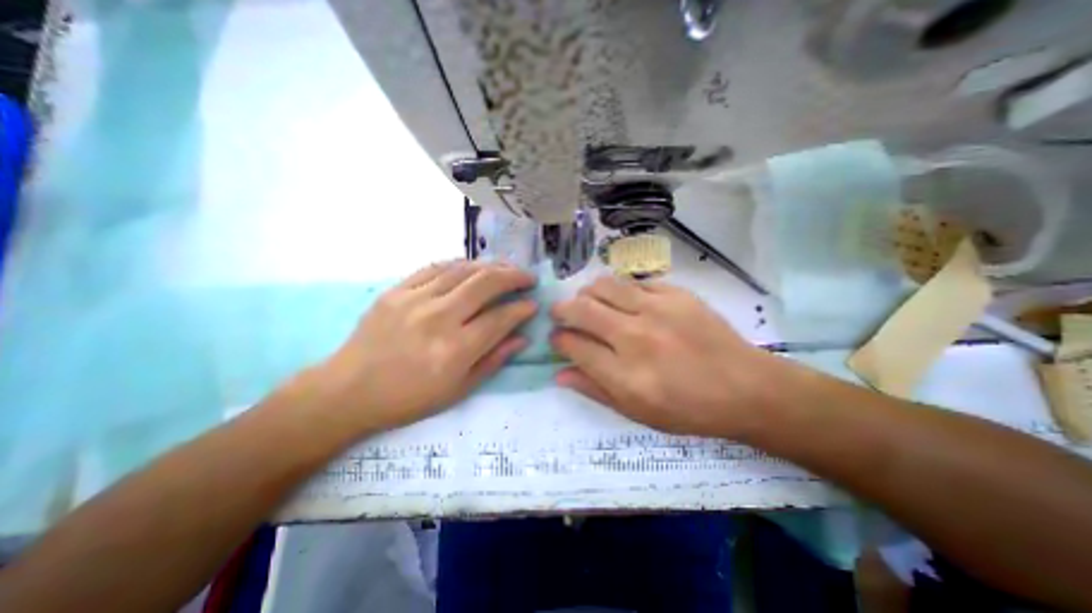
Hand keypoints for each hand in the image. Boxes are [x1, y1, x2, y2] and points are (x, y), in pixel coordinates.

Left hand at [298, 260, 536, 431]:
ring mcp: (415, 300)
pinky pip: (435, 267)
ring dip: (491, 266)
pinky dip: (460, 264)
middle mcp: (438, 319)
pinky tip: (473, 267)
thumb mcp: (458, 390)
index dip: (522, 309)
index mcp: (455, 350)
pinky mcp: (396, 290)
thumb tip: (522, 337)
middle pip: (485, 284)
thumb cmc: (408, 398)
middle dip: (514, 277)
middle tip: (527, 278)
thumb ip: (493, 360)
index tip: (533, 304)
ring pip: (463, 270)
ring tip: (506, 269)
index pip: (500, 318)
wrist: (349, 391)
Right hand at [556, 275, 775, 437]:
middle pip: (581, 309)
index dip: (558, 340)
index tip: (557, 339)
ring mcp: (657, 310)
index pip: (573, 345)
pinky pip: (633, 282)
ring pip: (603, 286)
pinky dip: (619, 291)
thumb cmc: (688, 409)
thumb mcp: (636, 412)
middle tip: (561, 314)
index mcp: (624, 375)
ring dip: (586, 293)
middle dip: (561, 310)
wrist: (746, 388)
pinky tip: (624, 302)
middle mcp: (635, 337)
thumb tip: (559, 373)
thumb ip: (593, 390)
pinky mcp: (675, 294)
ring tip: (588, 303)